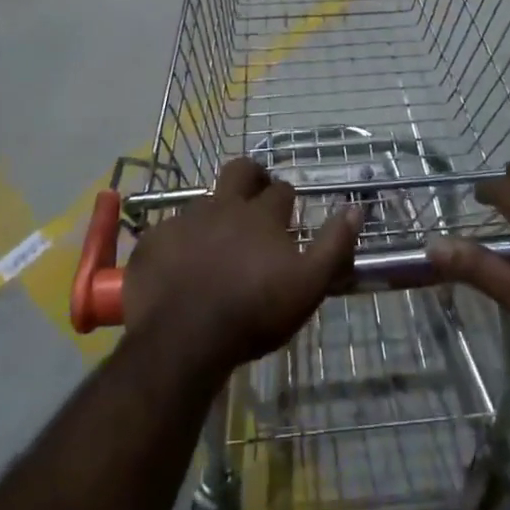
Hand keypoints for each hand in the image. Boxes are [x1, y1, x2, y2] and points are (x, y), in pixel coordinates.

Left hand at [124, 157, 359, 379]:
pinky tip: (179, 265)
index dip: (286, 198)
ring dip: (214, 213)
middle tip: (255, 195)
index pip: (281, 190)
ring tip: (216, 241)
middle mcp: (222, 206)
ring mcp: (184, 220)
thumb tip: (356, 208)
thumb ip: (334, 245)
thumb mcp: (308, 285)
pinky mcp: (153, 241)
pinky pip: (168, 231)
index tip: (289, 213)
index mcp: (261, 215)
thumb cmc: (253, 313)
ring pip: (203, 201)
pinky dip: (178, 242)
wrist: (183, 338)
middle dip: (252, 176)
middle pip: (239, 171)